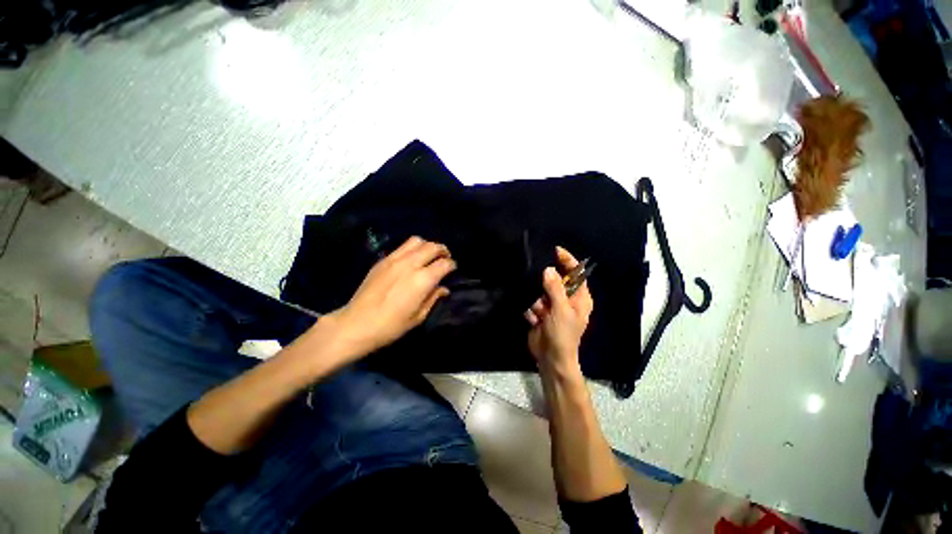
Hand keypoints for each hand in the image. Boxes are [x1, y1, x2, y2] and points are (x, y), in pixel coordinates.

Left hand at [326, 236, 455, 358]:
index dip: (452, 265)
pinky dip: (412, 248)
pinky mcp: (383, 260)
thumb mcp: (418, 316)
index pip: (444, 263)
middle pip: (432, 247)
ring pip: (417, 241)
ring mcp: (395, 260)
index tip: (452, 269)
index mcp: (422, 280)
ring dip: (427, 246)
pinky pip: (402, 246)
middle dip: (443, 250)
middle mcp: (410, 264)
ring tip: (428, 255)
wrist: (357, 324)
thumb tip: (444, 289)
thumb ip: (433, 298)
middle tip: (445, 258)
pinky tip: (411, 259)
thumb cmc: (391, 325)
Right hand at [525, 247, 592, 376]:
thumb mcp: (561, 310)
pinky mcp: (540, 312)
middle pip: (554, 281)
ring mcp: (552, 306)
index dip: (567, 261)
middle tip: (542, 296)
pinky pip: (532, 302)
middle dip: (545, 287)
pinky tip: (535, 321)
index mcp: (579, 298)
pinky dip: (531, 311)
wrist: (550, 358)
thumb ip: (555, 288)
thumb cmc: (563, 335)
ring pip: (539, 291)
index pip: (576, 273)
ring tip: (540, 315)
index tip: (555, 250)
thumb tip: (548, 269)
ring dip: (537, 303)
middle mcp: (567, 299)